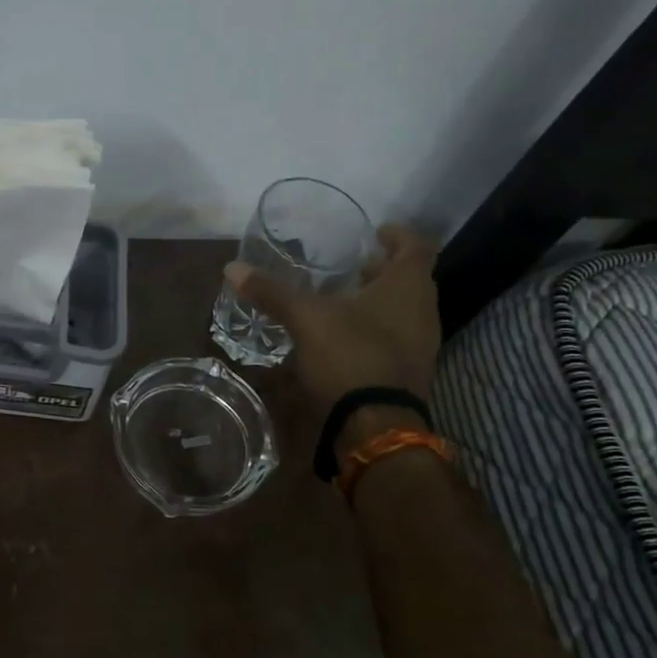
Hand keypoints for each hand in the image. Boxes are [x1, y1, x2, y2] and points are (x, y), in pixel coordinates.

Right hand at [225, 226, 441, 414]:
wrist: (376, 425)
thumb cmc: (350, 356)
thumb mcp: (305, 319)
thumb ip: (272, 292)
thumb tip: (232, 268)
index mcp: (407, 286)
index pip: (414, 246)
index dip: (397, 235)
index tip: (376, 232)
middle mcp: (424, 310)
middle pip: (409, 279)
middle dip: (382, 270)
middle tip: (353, 266)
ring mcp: (422, 344)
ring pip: (404, 310)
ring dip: (379, 301)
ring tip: (344, 299)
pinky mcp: (411, 371)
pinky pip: (398, 337)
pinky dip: (377, 328)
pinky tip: (347, 336)